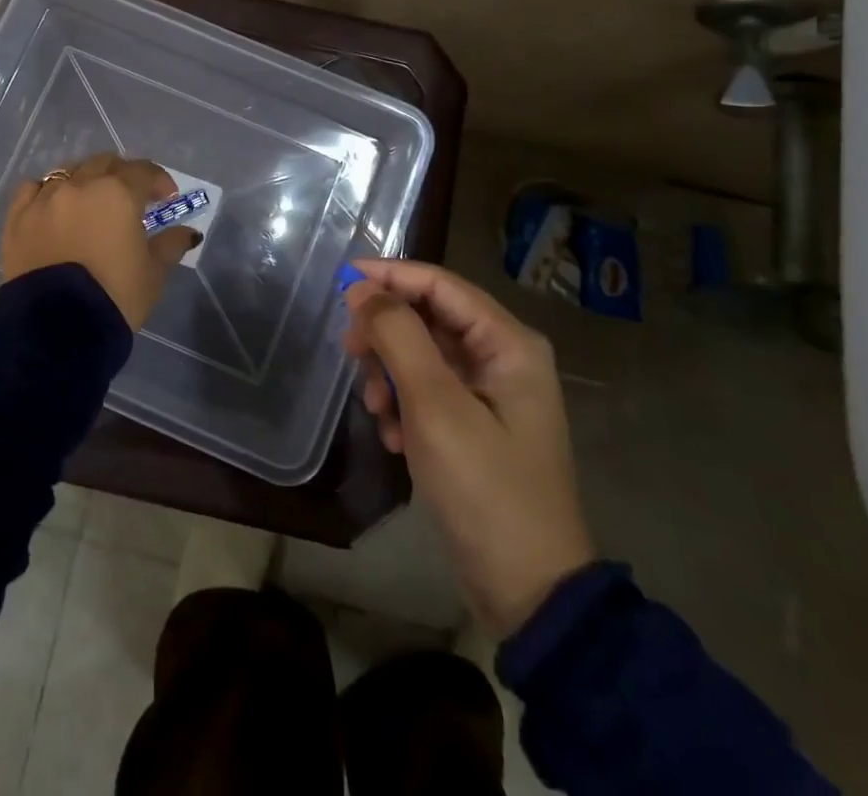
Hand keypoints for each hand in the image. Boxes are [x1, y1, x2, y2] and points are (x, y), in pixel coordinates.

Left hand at [1, 154, 197, 330]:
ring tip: (91, 200)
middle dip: (122, 175)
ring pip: (68, 172)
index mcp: (118, 193)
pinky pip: (33, 189)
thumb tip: (188, 232)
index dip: (159, 180)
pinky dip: (47, 192)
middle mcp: (80, 185)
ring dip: (85, 180)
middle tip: (132, 196)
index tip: (167, 197)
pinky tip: (54, 206)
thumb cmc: (115, 296)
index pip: (143, 171)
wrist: (57, 329)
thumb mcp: (153, 273)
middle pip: (105, 164)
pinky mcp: (17, 217)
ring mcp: (44, 198)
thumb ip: (171, 245)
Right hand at [343, 260, 594, 640]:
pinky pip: (428, 391)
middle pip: (429, 318)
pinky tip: (397, 439)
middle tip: (350, 353)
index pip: (439, 284)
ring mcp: (490, 393)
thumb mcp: (435, 405)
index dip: (389, 275)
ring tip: (378, 412)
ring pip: (422, 355)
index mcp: (508, 343)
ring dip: (391, 376)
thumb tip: (361, 288)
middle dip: (386, 334)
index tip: (339, 281)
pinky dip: (404, 405)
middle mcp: (503, 357)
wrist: (529, 593)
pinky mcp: (475, 424)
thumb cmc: (485, 488)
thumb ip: (398, 336)